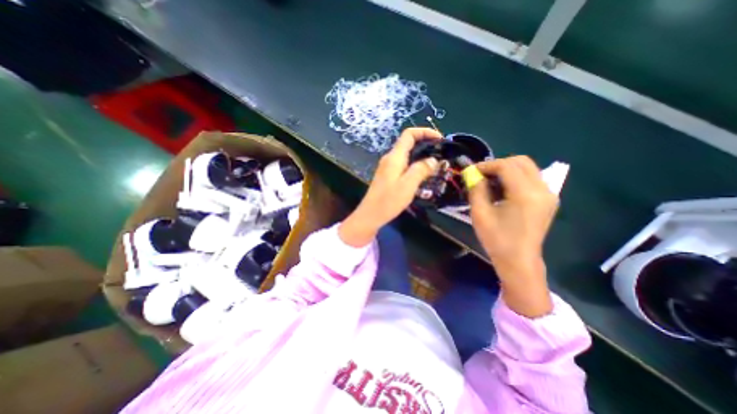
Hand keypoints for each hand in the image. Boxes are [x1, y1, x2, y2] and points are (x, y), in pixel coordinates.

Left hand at [340, 128, 442, 247]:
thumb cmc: (388, 200)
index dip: (425, 131)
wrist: (371, 215)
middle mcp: (390, 158)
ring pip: (407, 156)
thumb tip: (433, 160)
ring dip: (421, 157)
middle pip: (408, 144)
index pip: (409, 134)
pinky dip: (415, 166)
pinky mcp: (388, 176)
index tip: (440, 139)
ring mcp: (387, 167)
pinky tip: (423, 176)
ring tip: (435, 166)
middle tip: (441, 155)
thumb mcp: (408, 185)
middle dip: (426, 145)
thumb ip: (421, 170)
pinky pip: (404, 165)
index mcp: (394, 157)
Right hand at [469, 155, 555, 317]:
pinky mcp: (548, 199)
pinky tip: (502, 190)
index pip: (506, 166)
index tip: (471, 171)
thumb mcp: (480, 214)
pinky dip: (515, 177)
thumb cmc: (497, 239)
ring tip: (490, 182)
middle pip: (521, 161)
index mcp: (525, 195)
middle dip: (497, 164)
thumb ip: (476, 190)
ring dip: (506, 170)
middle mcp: (542, 190)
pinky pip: (531, 178)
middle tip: (481, 175)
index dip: (486, 165)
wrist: (519, 260)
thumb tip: (472, 174)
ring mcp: (548, 194)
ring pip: (527, 168)